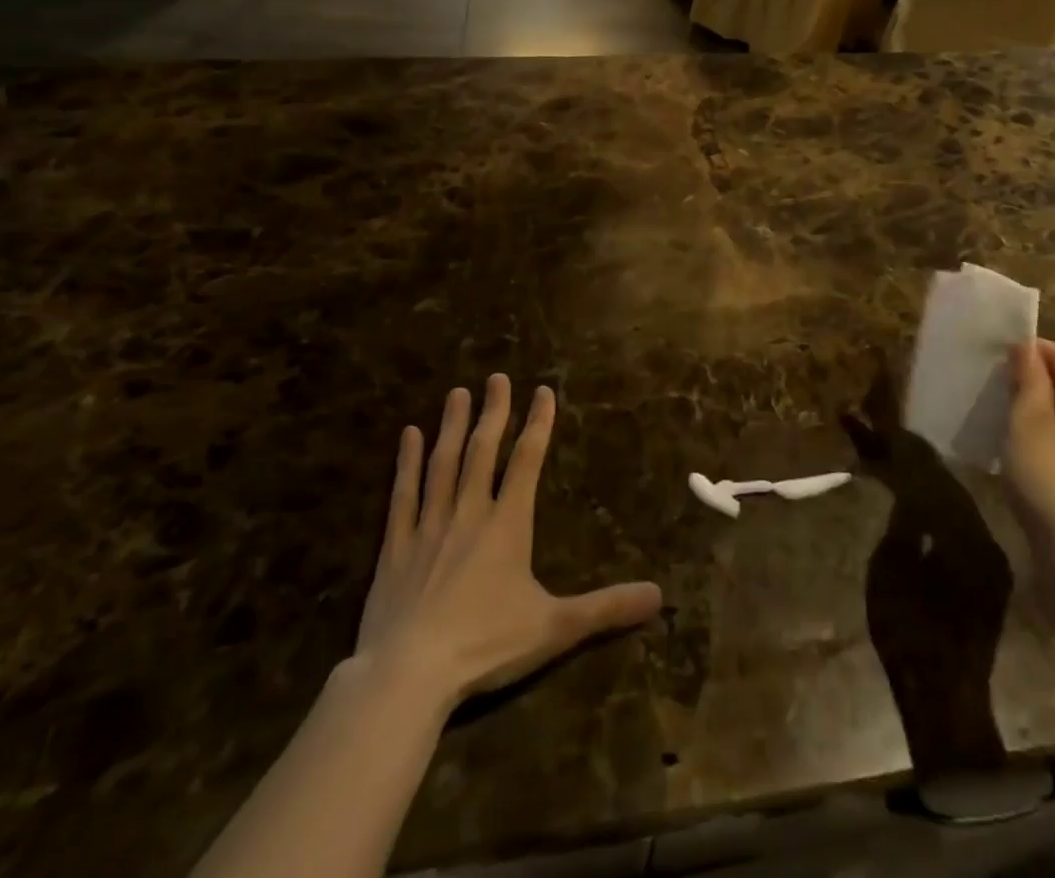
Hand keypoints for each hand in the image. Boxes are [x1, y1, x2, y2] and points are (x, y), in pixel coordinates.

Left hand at [353, 375, 661, 708]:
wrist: (408, 676)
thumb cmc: (485, 646)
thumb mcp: (555, 628)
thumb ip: (606, 609)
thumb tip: (659, 595)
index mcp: (508, 525)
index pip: (527, 461)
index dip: (538, 424)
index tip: (543, 390)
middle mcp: (469, 513)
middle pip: (483, 451)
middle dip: (494, 412)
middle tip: (496, 377)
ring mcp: (429, 526)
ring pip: (443, 464)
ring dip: (452, 427)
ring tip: (457, 393)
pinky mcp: (395, 547)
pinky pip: (403, 495)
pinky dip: (406, 463)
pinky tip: (408, 436)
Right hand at [1002, 340, 1054, 584]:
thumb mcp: (1032, 425)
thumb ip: (1029, 382)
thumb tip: (1026, 348)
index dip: (1026, 351)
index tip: (987, 355)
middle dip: (1026, 381)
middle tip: (985, 384)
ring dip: (1028, 412)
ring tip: (991, 413)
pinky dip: (1036, 439)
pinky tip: (1010, 449)